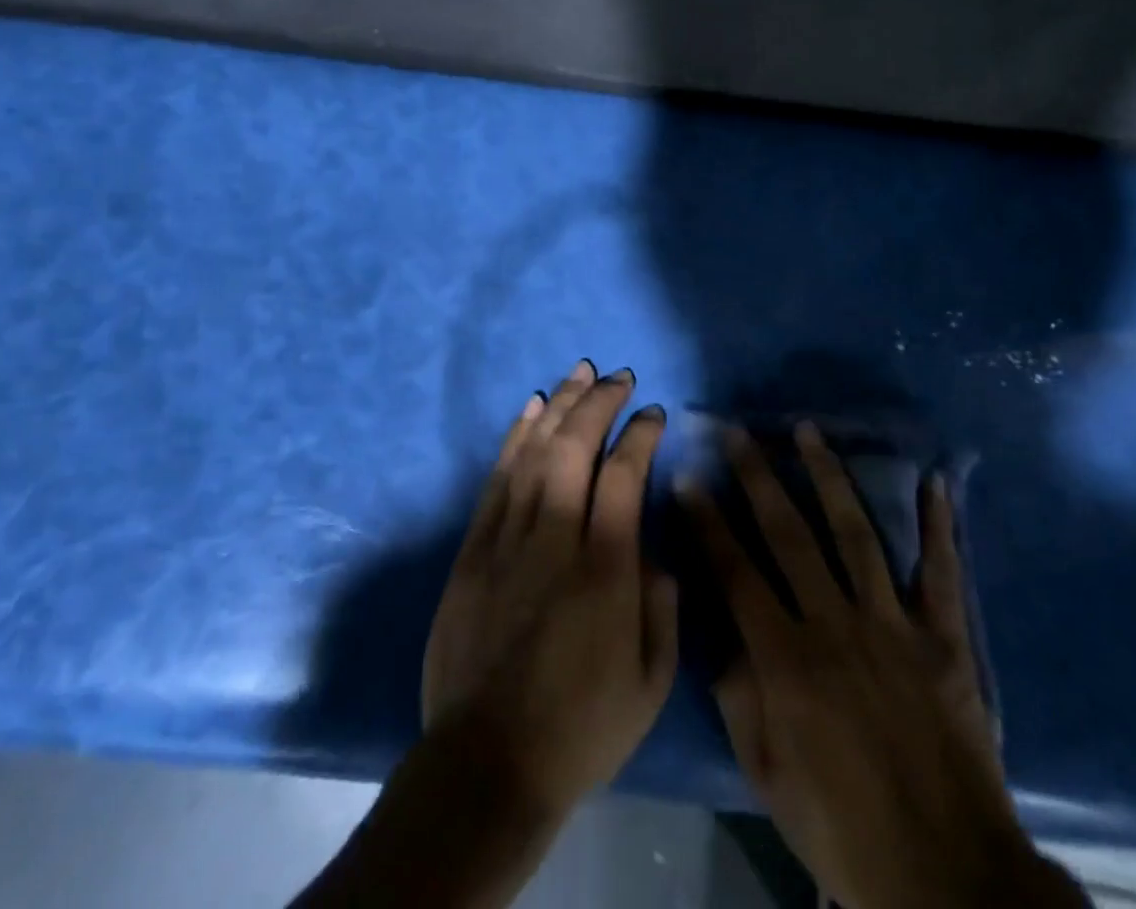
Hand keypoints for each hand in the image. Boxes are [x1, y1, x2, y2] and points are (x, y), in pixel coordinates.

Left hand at [421, 359, 678, 820]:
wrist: (486, 764)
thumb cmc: (581, 727)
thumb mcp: (651, 681)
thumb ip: (661, 602)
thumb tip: (653, 546)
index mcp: (605, 570)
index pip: (625, 475)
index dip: (641, 434)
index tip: (654, 414)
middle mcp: (554, 540)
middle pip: (574, 448)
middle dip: (599, 402)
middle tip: (618, 376)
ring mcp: (506, 540)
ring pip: (533, 451)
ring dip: (559, 405)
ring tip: (578, 372)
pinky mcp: (473, 549)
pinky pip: (496, 478)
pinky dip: (515, 437)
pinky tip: (532, 409)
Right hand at [684, 423, 1081, 908]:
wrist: (946, 877)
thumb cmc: (841, 828)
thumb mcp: (767, 772)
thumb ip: (737, 693)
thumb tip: (718, 627)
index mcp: (787, 661)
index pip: (735, 572)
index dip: (707, 522)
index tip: (688, 477)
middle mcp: (836, 626)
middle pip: (789, 535)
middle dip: (758, 478)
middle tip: (739, 433)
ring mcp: (894, 626)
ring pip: (854, 534)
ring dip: (828, 477)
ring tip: (808, 431)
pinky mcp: (944, 640)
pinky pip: (940, 571)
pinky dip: (937, 525)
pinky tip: (931, 481)